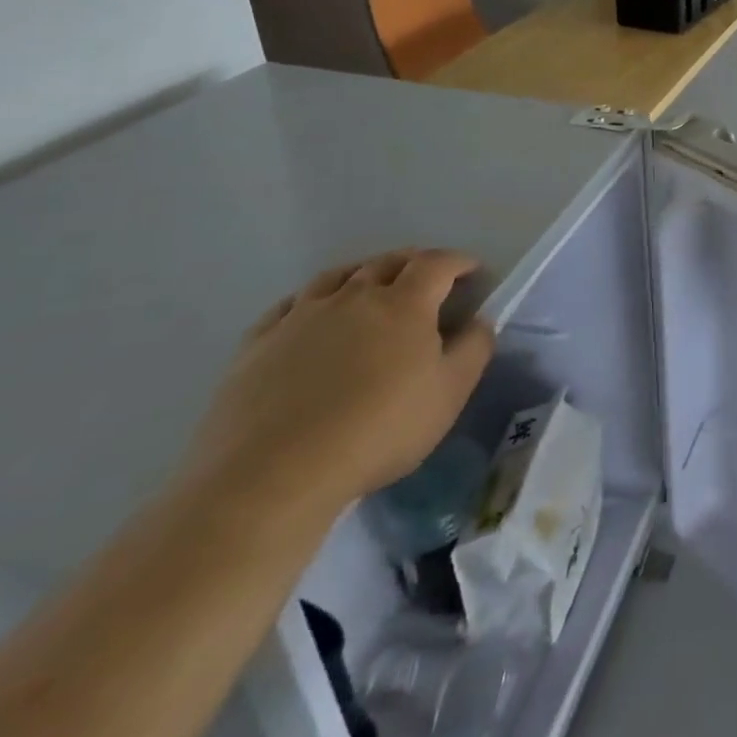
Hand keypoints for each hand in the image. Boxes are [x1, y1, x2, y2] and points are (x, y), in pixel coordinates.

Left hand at [183, 250, 494, 516]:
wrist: (273, 474)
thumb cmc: (379, 430)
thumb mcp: (450, 394)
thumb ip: (474, 349)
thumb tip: (478, 321)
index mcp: (404, 304)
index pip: (437, 264)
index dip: (458, 262)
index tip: (473, 271)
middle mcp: (354, 297)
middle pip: (387, 262)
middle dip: (413, 263)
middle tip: (427, 278)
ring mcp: (301, 316)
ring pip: (337, 277)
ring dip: (363, 274)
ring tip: (371, 288)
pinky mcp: (258, 343)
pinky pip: (290, 305)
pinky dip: (312, 299)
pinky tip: (312, 315)